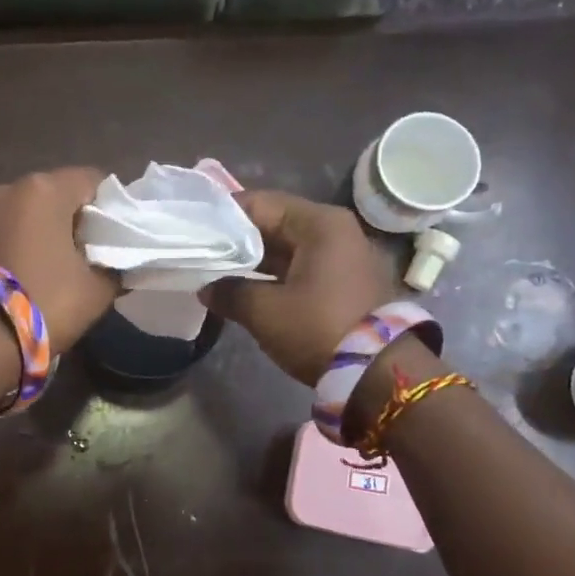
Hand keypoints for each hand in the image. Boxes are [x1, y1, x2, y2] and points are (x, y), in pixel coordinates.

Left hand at [0, 168, 118, 353]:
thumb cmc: (50, 302)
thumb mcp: (99, 286)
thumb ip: (116, 263)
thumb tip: (119, 259)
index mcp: (46, 188)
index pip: (94, 181)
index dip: (112, 207)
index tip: (118, 237)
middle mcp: (13, 186)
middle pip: (62, 192)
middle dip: (80, 217)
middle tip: (96, 251)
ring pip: (37, 209)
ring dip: (53, 228)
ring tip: (69, 263)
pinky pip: (17, 225)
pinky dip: (32, 238)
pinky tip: (43, 266)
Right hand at [201, 190, 398, 384]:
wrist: (379, 372)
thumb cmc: (318, 328)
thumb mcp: (265, 311)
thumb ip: (230, 292)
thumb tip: (207, 288)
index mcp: (319, 224)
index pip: (260, 203)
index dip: (224, 215)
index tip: (195, 228)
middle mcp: (335, 231)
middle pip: (275, 223)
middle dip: (237, 239)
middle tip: (201, 251)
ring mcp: (344, 256)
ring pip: (287, 248)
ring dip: (254, 260)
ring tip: (216, 271)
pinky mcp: (345, 282)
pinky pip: (301, 267)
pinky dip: (274, 275)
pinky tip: (246, 288)